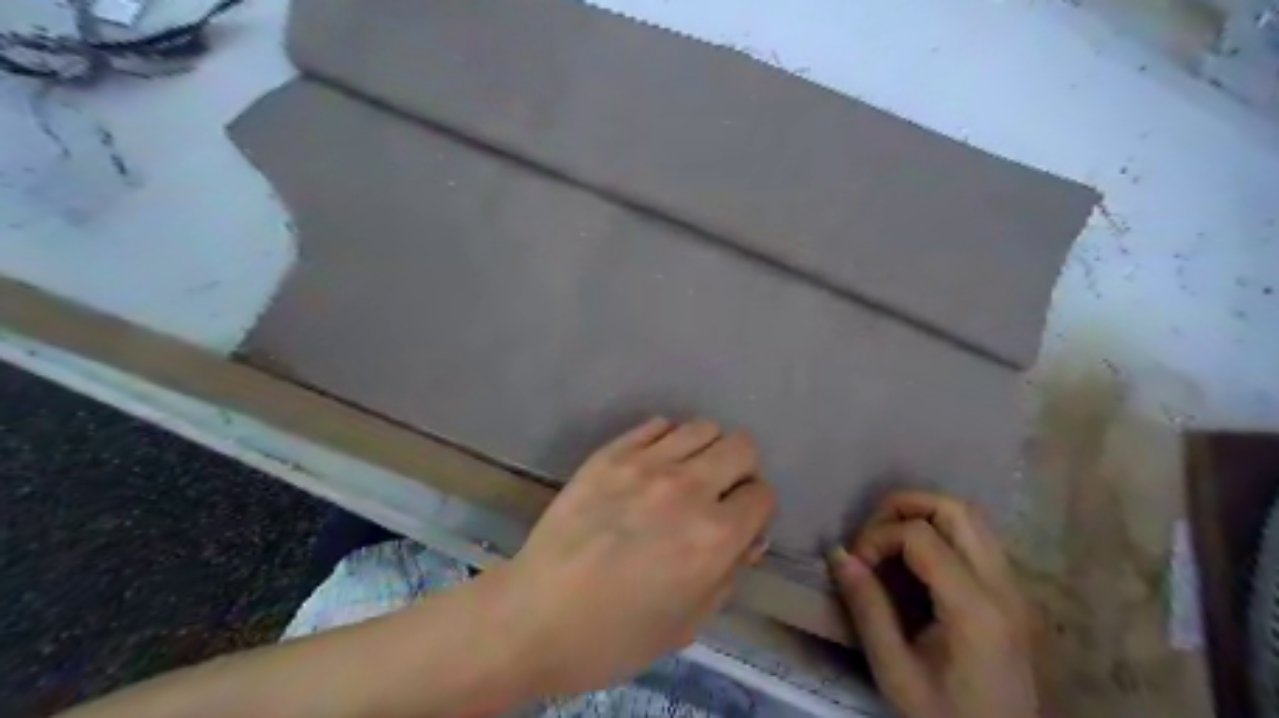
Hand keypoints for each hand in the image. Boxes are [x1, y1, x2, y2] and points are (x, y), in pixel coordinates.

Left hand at [485, 417, 772, 698]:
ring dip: (705, 451)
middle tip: (718, 493)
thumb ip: (730, 573)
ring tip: (684, 476)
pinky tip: (650, 466)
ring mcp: (646, 464)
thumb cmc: (616, 635)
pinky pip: (657, 425)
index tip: (740, 522)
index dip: (756, 510)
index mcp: (714, 536)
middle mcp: (688, 488)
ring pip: (703, 427)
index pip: (764, 494)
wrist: (537, 615)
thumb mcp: (688, 623)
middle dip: (740, 470)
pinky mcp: (611, 453)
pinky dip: (666, 441)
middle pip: (742, 446)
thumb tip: (750, 536)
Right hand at [831, 490, 1036, 716]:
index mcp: (975, 609)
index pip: (921, 535)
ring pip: (973, 518)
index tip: (856, 565)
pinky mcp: (1014, 594)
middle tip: (872, 531)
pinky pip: (978, 539)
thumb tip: (838, 553)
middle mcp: (1004, 587)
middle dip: (905, 505)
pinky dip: (942, 532)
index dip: (878, 537)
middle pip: (958, 509)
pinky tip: (916, 561)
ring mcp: (1015, 588)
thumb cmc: (944, 717)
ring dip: (925, 515)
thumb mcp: (894, 670)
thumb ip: (867, 607)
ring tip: (890, 540)